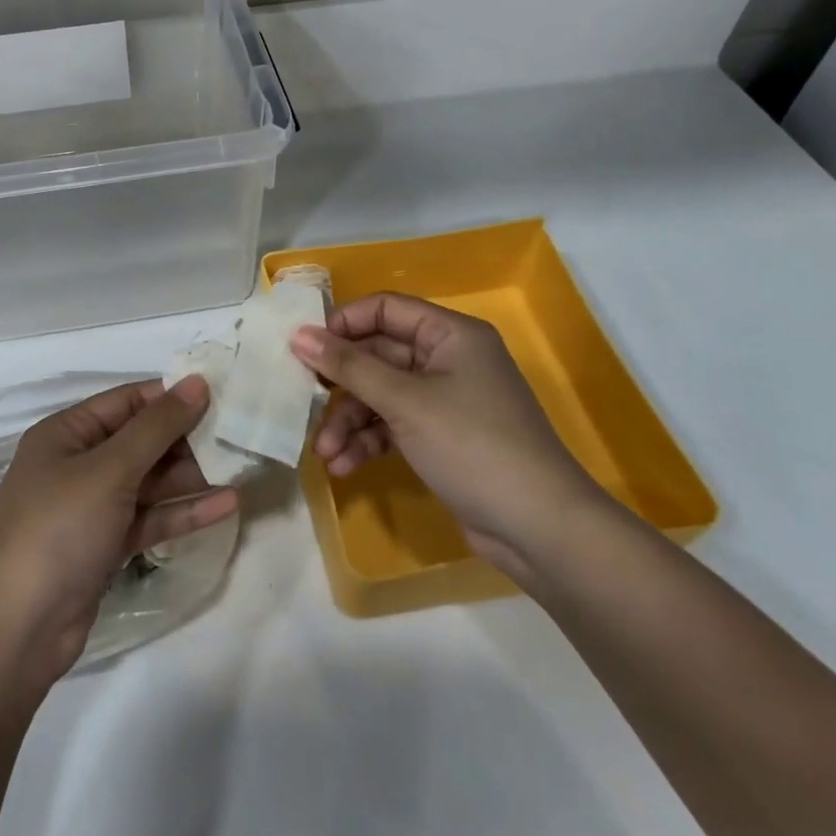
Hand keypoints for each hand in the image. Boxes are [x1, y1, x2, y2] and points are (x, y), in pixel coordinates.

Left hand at [0, 377, 239, 686]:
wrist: (18, 629)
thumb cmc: (59, 529)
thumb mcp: (109, 469)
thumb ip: (157, 427)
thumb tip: (197, 382)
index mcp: (66, 433)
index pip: (127, 402)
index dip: (171, 396)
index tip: (221, 394)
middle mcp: (77, 464)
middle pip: (140, 441)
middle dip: (185, 438)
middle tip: (237, 435)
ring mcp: (91, 507)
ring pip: (149, 481)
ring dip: (190, 476)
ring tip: (240, 467)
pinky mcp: (105, 545)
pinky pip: (149, 517)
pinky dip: (182, 511)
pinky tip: (226, 505)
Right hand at [290, 294, 605, 582]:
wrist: (536, 526)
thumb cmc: (472, 445)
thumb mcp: (405, 401)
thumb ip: (349, 367)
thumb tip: (299, 335)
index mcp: (450, 334)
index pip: (386, 309)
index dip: (344, 325)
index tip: (305, 349)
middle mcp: (447, 359)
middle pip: (378, 356)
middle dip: (342, 387)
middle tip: (304, 404)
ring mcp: (444, 400)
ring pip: (381, 395)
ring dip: (350, 422)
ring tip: (325, 453)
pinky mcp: (440, 436)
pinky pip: (392, 425)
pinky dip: (368, 442)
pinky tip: (344, 466)